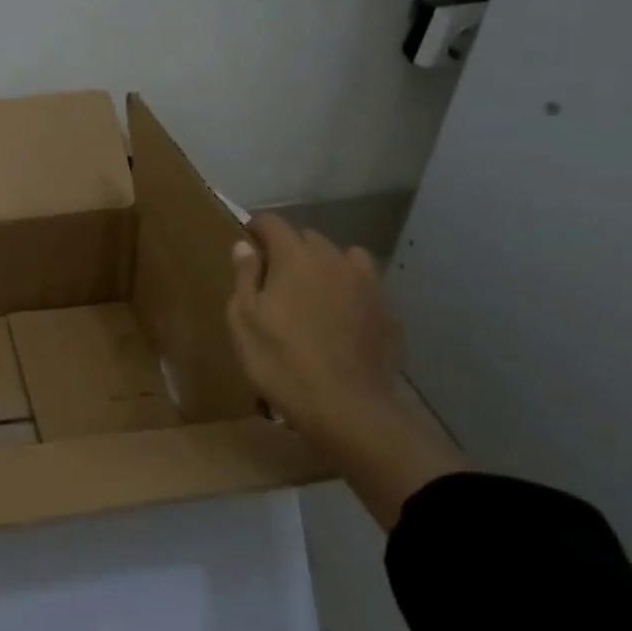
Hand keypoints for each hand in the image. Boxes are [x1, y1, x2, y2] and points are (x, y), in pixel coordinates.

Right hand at [227, 214, 401, 444]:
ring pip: (345, 259)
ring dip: (327, 266)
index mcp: (295, 257)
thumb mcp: (243, 319)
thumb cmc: (280, 360)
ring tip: (314, 293)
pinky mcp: (388, 313)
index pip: (273, 224)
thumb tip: (244, 246)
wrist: (345, 407)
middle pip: (309, 238)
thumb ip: (244, 276)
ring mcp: (368, 285)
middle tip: (275, 277)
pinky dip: (350, 294)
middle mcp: (335, 260)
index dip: (257, 227)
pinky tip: (341, 321)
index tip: (247, 239)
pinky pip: (365, 289)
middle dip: (291, 249)